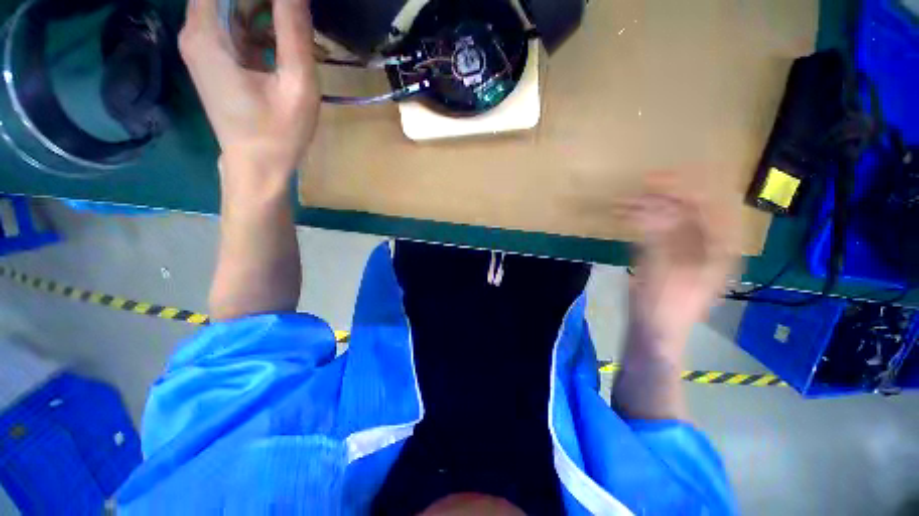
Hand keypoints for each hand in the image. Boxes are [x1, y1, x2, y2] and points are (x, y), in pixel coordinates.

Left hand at [179, 0, 319, 188]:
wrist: (257, 167)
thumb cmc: (278, 134)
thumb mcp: (297, 85)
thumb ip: (294, 32)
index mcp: (207, 34)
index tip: (288, 7)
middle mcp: (195, 31)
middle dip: (265, 2)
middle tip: (295, 17)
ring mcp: (202, 44)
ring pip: (231, 5)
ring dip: (265, 9)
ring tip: (294, 29)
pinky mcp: (213, 56)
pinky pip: (234, 23)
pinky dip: (260, 22)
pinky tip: (283, 40)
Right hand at [624, 173, 738, 347]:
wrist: (655, 331)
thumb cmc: (666, 305)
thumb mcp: (665, 269)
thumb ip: (660, 236)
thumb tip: (649, 207)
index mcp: (721, 249)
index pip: (715, 205)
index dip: (692, 187)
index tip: (664, 177)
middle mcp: (710, 245)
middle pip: (693, 209)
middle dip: (668, 196)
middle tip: (642, 185)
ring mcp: (689, 251)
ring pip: (674, 219)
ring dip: (652, 208)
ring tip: (627, 201)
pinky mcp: (670, 256)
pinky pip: (660, 230)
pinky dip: (645, 221)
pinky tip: (629, 216)